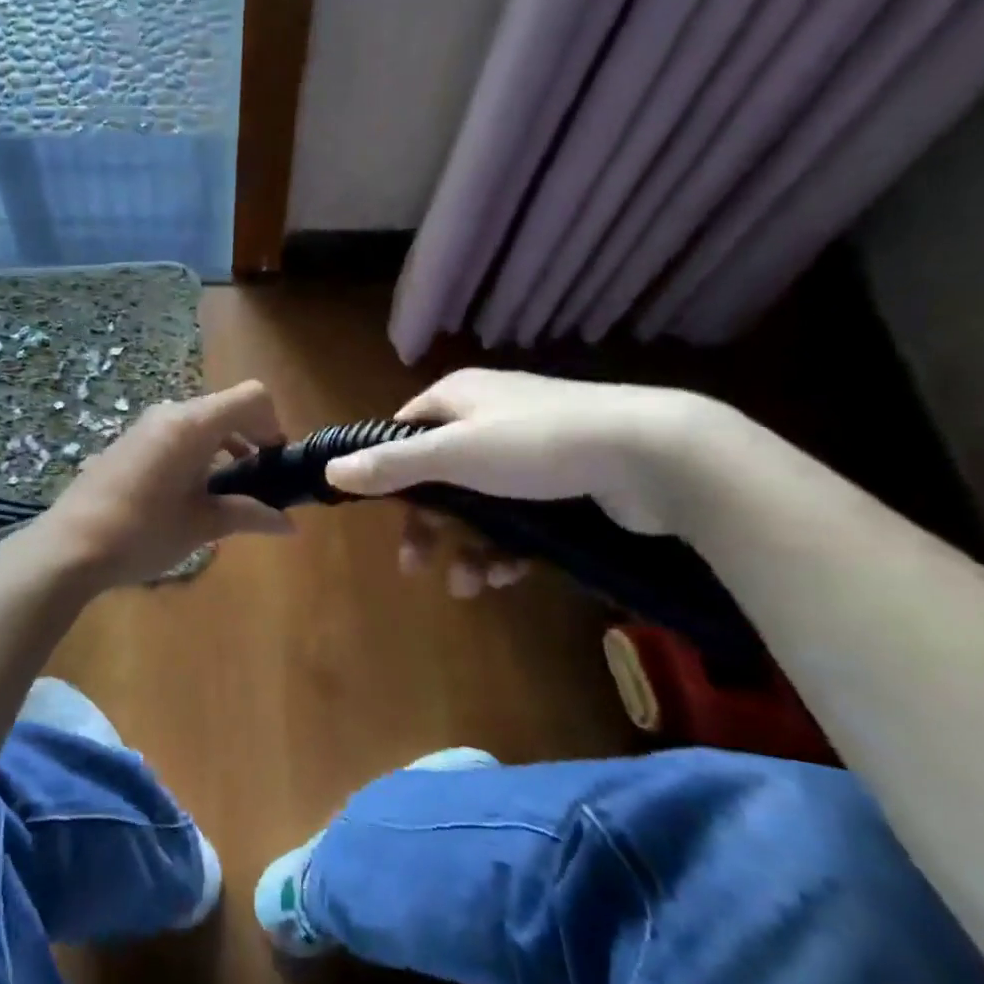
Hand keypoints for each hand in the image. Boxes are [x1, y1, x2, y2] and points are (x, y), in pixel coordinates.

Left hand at [34, 380, 294, 588]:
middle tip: (257, 482)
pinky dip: (196, 451)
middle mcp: (169, 414)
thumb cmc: (143, 534)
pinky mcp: (128, 442)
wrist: (69, 547)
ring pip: (200, 421)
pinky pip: (175, 433)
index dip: (272, 424)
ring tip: (225, 492)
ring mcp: (144, 426)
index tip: (274, 462)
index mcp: (192, 425)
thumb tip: (289, 525)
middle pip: (226, 408)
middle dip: (250, 437)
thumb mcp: (202, 526)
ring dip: (223, 446)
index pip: (251, 397)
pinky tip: (188, 492)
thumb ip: (249, 515)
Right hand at [323, 369, 720, 593]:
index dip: (389, 475)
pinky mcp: (560, 481)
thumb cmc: (537, 445)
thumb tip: (331, 469)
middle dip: (430, 526)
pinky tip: (508, 576)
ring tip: (470, 585)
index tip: (385, 515)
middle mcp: (488, 417)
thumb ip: (392, 465)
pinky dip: (506, 548)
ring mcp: (526, 450)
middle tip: (417, 566)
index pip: (404, 432)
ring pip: (478, 504)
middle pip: (438, 476)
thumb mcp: (455, 454)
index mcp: (458, 398)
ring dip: (467, 547)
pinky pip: (516, 517)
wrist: (652, 455)